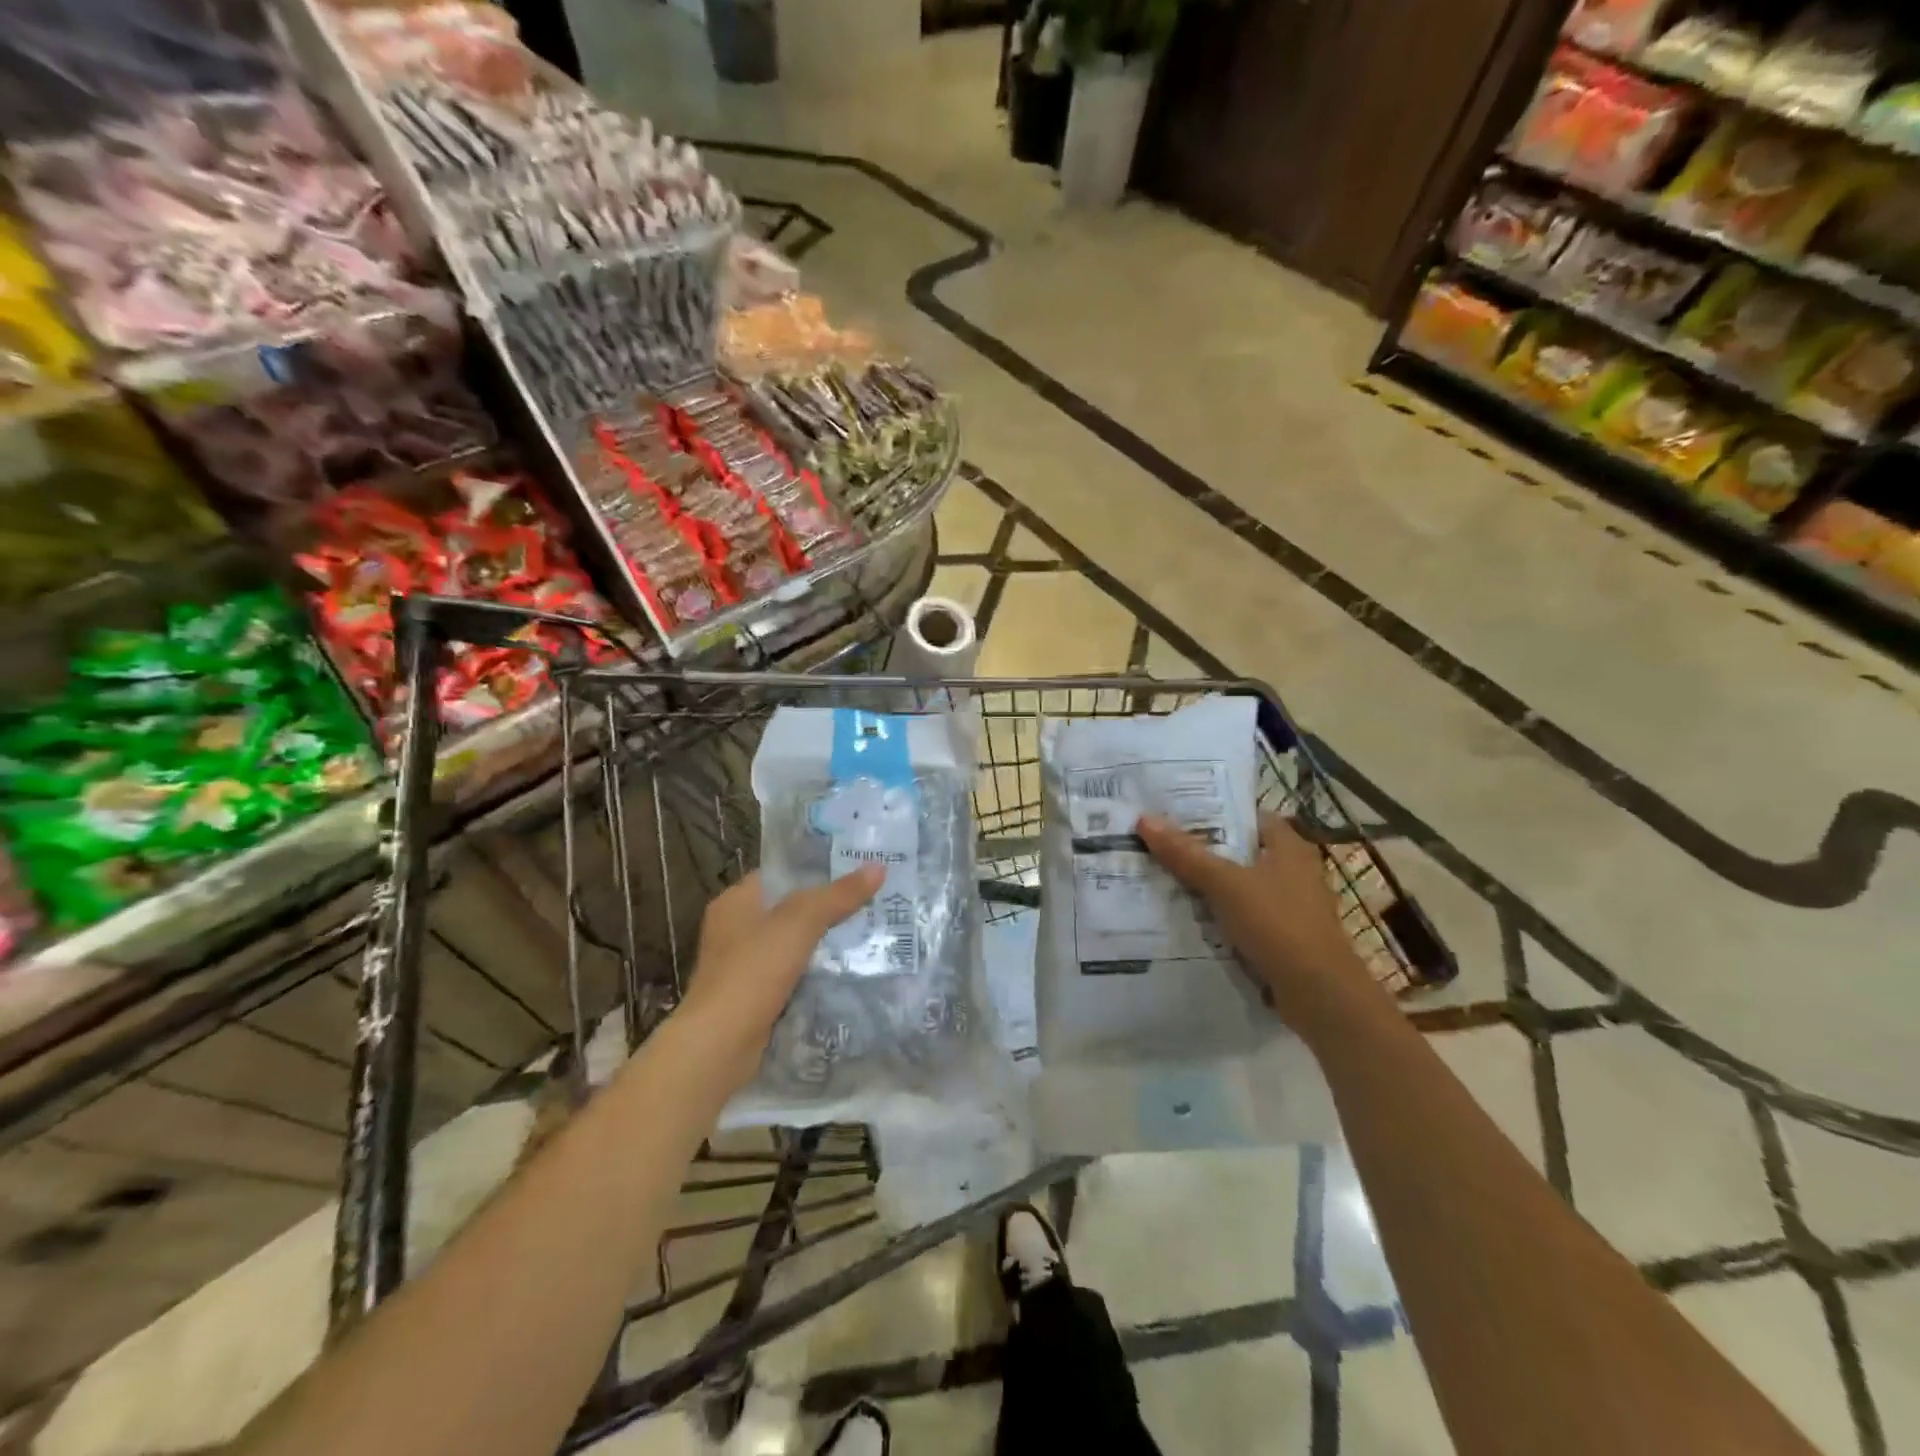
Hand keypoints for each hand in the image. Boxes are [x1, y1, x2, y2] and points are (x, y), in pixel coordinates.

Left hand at [675, 866, 883, 1091]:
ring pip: (790, 944)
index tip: (855, 869)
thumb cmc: (753, 970)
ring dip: (821, 943)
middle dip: (825, 908)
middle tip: (870, 901)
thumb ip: (838, 895)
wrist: (720, 1044)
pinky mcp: (750, 996)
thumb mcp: (801, 923)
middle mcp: (733, 928)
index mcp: (735, 901)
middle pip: (788, 909)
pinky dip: (812, 973)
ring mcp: (740, 965)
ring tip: (866, 933)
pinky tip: (843, 971)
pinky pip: (789, 974)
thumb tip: (878, 867)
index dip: (816, 869)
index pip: (780, 874)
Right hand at [1136, 812, 1387, 1034]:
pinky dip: (1223, 917)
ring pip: (1243, 887)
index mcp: (1290, 848)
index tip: (1179, 813)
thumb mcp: (1225, 884)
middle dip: (1207, 851)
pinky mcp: (1286, 939)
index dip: (1218, 813)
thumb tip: (1145, 819)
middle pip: (1244, 853)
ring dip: (1213, 886)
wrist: (1319, 993)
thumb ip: (1186, 854)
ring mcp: (1293, 908)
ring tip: (1168, 879)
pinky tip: (1193, 919)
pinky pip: (1247, 918)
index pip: (1252, 817)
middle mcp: (1296, 872)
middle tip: (1164, 845)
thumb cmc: (1277, 924)